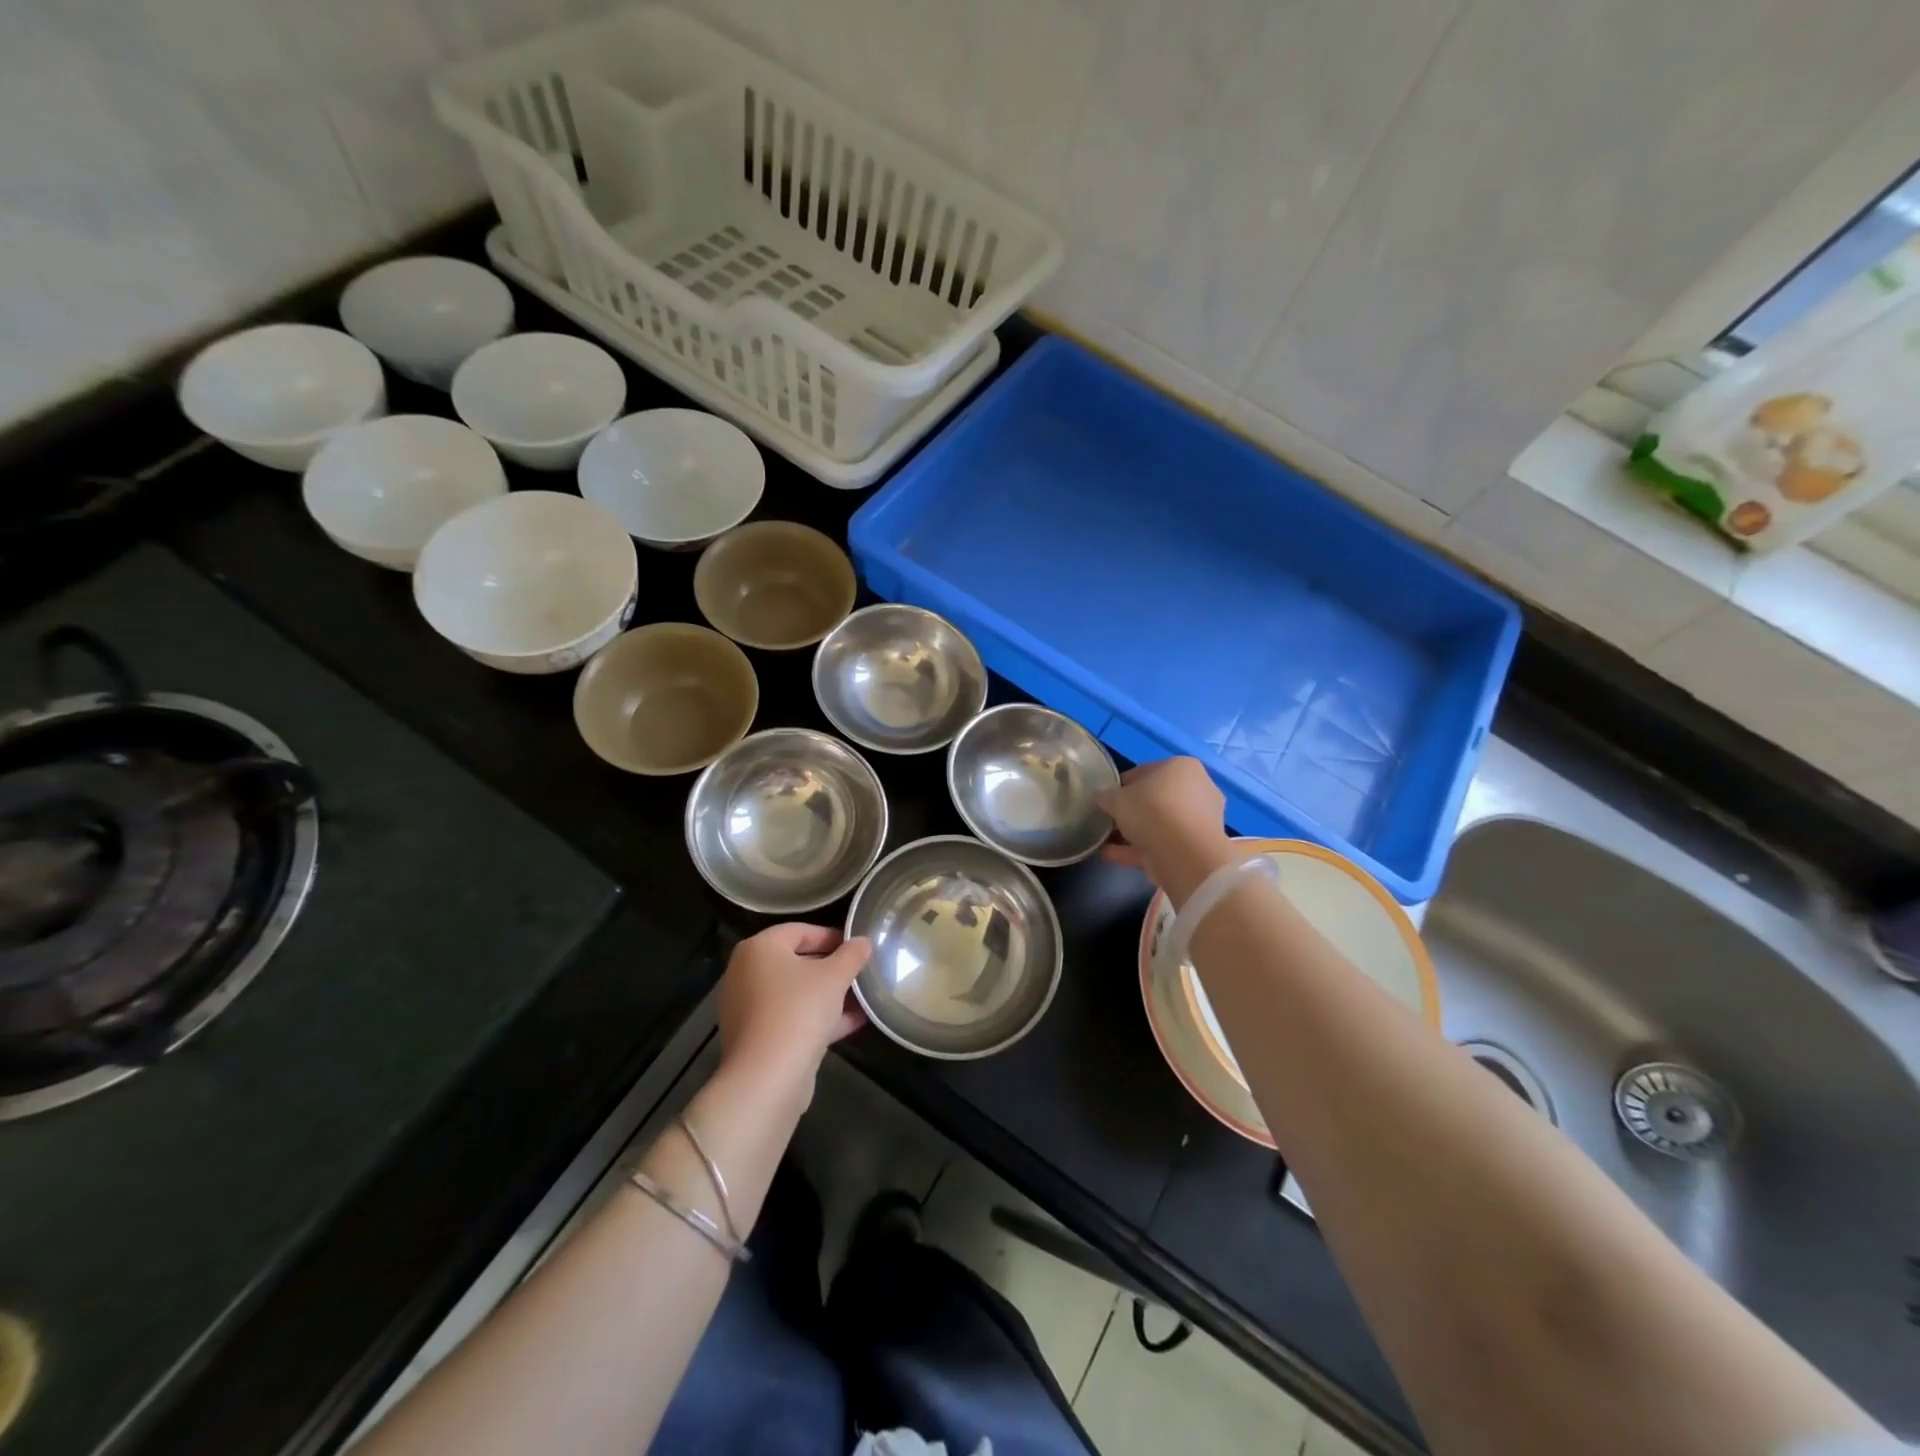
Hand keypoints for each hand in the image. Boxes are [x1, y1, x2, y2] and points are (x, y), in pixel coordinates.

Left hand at [717, 924, 871, 1093]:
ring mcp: (748, 1008)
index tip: (859, 947)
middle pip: (797, 962)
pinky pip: (791, 1018)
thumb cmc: (799, 1011)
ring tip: (863, 998)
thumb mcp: (834, 977)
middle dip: (832, 968)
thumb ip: (851, 955)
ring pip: (796, 993)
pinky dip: (818, 1017)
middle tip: (861, 972)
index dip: (833, 936)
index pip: (800, 930)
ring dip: (829, 995)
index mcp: (759, 949)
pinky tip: (853, 1023)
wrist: (767, 1078)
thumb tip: (864, 942)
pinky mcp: (756, 1038)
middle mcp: (746, 973)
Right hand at [1098, 758, 1237, 905]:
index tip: (1105, 798)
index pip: (1144, 771)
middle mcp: (1196, 790)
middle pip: (1154, 799)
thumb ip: (1106, 797)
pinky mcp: (1193, 848)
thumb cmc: (1152, 810)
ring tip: (1104, 840)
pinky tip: (1109, 854)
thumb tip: (1102, 799)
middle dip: (1129, 810)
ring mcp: (1197, 821)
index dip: (1120, 784)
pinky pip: (1159, 844)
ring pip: (1157, 824)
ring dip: (1132, 832)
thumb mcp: (1117, 798)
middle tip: (1107, 818)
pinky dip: (1135, 849)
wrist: (1183, 854)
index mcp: (1182, 767)